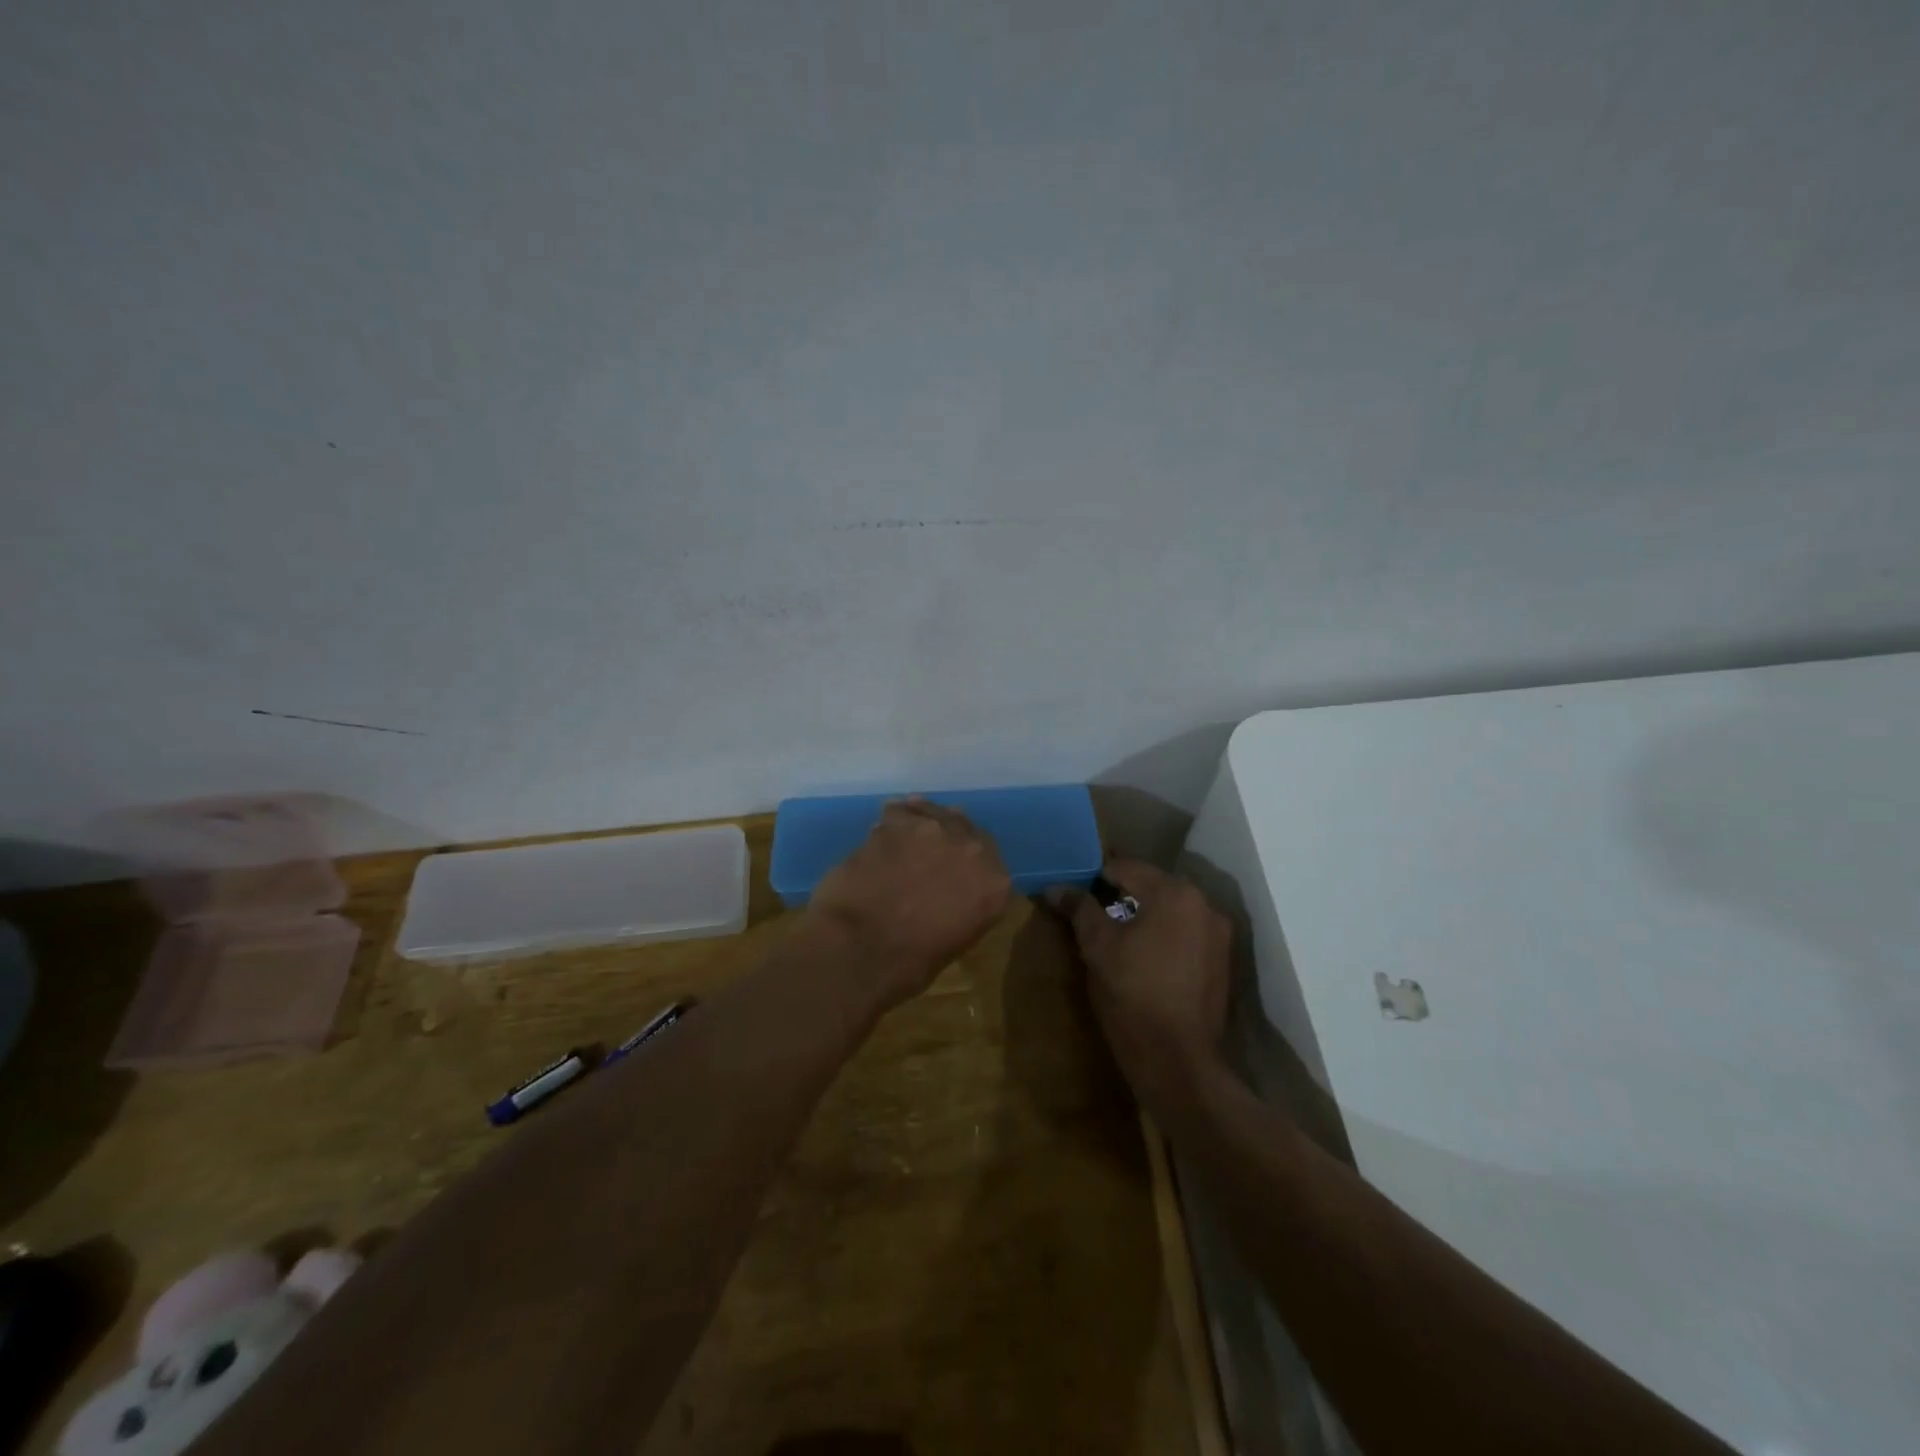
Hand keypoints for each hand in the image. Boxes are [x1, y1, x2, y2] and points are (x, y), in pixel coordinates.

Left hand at [803, 799, 1012, 1010]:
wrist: (861, 949)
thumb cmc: (909, 963)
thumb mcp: (955, 938)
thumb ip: (962, 905)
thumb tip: (947, 894)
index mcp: (995, 884)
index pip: (989, 860)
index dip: (967, 861)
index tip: (953, 867)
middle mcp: (972, 849)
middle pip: (963, 828)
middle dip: (948, 837)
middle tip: (929, 849)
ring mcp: (933, 830)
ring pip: (931, 813)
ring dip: (919, 823)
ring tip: (903, 836)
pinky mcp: (896, 823)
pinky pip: (897, 813)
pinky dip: (890, 822)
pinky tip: (879, 832)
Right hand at [1049, 859, 1232, 1113]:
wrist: (1176, 1061)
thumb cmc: (1132, 994)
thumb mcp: (1097, 946)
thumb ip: (1080, 909)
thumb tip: (1056, 887)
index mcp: (1174, 893)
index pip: (1127, 867)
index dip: (1096, 873)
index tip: (1074, 883)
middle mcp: (1204, 905)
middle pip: (1153, 886)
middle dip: (1122, 892)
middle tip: (1090, 905)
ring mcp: (1219, 935)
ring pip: (1172, 911)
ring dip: (1145, 914)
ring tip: (1115, 930)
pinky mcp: (1222, 963)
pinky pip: (1186, 934)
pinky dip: (1164, 935)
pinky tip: (1143, 954)